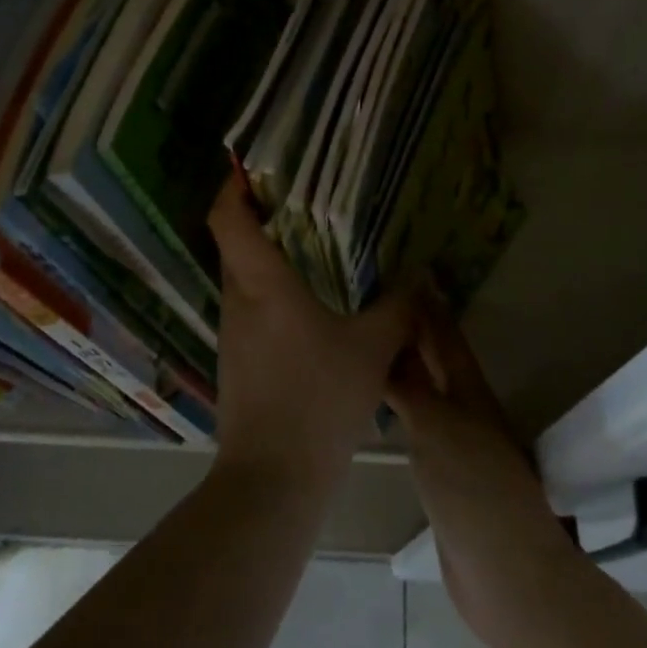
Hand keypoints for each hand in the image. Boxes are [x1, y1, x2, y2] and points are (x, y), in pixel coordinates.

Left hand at [207, 176, 414, 495]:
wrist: (272, 480)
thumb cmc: (319, 400)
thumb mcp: (372, 350)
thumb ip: (398, 308)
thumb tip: (419, 276)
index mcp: (262, 285)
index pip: (227, 219)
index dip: (233, 187)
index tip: (254, 167)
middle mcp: (238, 301)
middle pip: (234, 243)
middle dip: (259, 216)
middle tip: (301, 199)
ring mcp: (232, 333)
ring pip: (242, 277)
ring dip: (267, 256)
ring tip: (311, 245)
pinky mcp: (236, 360)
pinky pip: (250, 308)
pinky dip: (271, 291)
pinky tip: (308, 304)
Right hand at [387, 308, 583, 647]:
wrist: (506, 576)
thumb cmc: (474, 491)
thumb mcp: (437, 429)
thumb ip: (411, 386)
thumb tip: (388, 340)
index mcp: (470, 392)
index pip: (444, 337)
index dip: (427, 306)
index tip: (408, 271)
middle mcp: (464, 411)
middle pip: (435, 363)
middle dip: (412, 333)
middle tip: (376, 303)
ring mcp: (455, 446)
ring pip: (425, 394)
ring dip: (403, 370)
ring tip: (370, 346)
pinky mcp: (443, 479)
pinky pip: (416, 429)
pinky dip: (398, 409)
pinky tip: (378, 408)